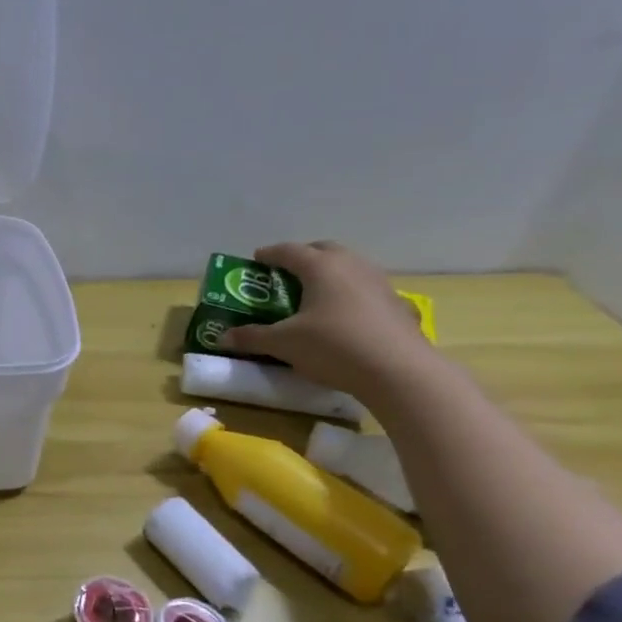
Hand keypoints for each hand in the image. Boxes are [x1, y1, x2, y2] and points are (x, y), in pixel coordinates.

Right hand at [221, 241, 431, 397]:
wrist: (399, 371)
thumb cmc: (333, 346)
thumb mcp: (283, 344)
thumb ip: (252, 337)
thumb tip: (223, 338)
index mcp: (320, 267)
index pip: (288, 251)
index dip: (269, 255)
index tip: (256, 261)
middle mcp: (351, 265)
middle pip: (323, 250)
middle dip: (303, 257)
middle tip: (285, 274)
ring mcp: (379, 282)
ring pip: (349, 267)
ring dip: (329, 274)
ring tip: (314, 294)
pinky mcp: (397, 304)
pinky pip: (366, 288)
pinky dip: (350, 294)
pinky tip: (345, 316)